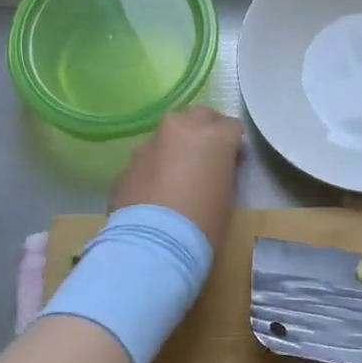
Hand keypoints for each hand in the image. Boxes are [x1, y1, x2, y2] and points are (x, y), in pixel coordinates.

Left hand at [108, 107, 242, 253]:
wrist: (152, 246)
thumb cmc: (202, 225)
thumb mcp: (226, 197)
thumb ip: (221, 171)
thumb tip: (214, 167)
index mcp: (213, 136)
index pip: (232, 126)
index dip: (233, 144)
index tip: (232, 162)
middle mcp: (181, 129)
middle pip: (199, 116)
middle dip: (205, 130)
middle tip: (207, 157)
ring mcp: (150, 143)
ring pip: (169, 134)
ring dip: (176, 147)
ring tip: (177, 175)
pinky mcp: (128, 162)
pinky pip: (149, 157)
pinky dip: (155, 166)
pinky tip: (155, 191)